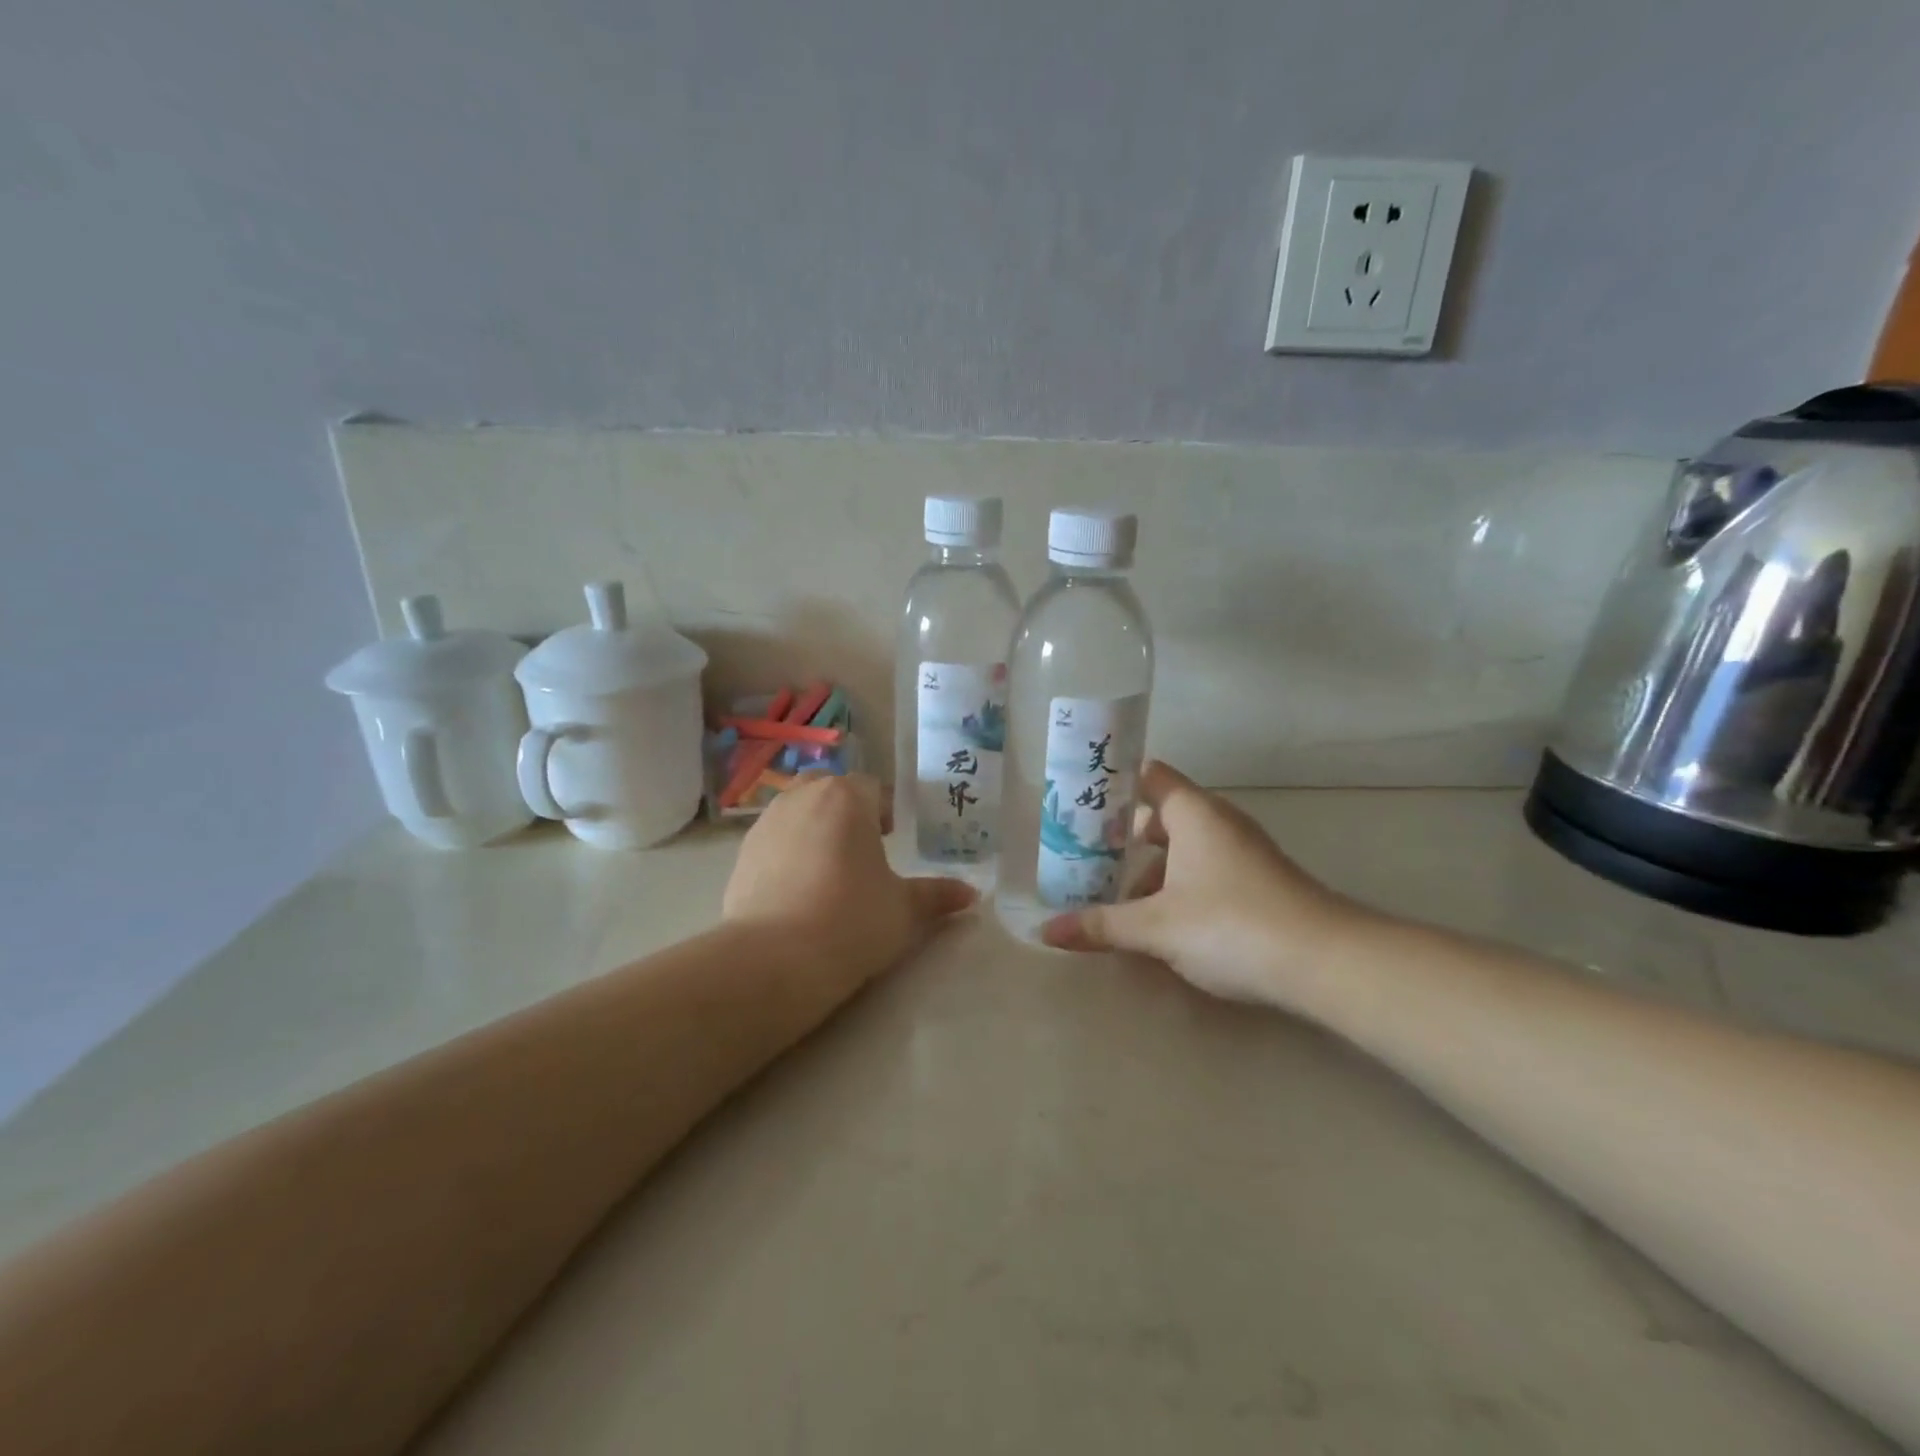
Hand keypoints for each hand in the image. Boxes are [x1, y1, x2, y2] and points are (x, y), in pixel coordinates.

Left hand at [723, 774, 977, 990]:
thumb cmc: (852, 921)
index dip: (884, 809)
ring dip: (814, 828)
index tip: (892, 837)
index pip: (871, 788)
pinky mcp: (741, 855)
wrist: (775, 959)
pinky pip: (773, 841)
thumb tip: (971, 895)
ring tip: (829, 869)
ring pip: (797, 811)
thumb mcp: (904, 910)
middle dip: (846, 810)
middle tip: (862, 847)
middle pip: (828, 789)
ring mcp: (766, 824)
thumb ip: (937, 896)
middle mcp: (802, 798)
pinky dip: (787, 853)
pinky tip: (798, 890)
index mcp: (846, 798)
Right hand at [1040, 761, 1376, 1006]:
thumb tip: (1047, 932)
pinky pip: (1204, 871)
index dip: (1115, 784)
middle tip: (1085, 860)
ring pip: (1184, 848)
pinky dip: (1178, 887)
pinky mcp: (1258, 882)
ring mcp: (1243, 852)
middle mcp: (1219, 822)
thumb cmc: (1230, 924)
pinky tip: (1161, 924)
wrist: (1324, 962)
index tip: (1080, 803)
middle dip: (1124, 839)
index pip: (1149, 776)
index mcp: (1194, 813)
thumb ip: (1101, 925)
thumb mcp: (1156, 927)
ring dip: (1150, 870)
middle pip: (1161, 815)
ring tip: (1116, 902)